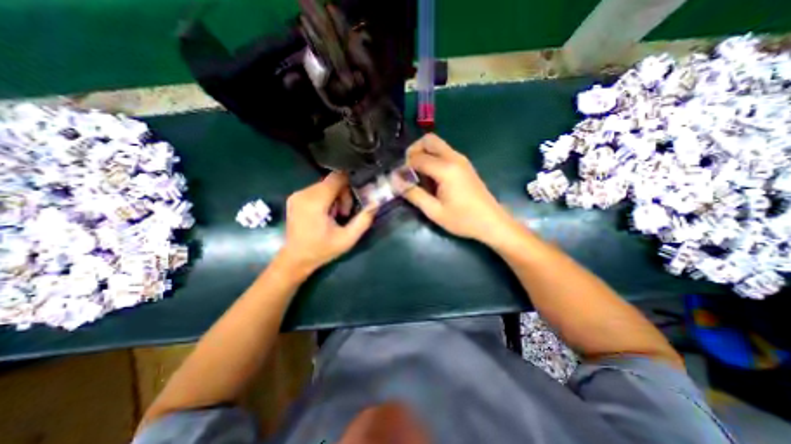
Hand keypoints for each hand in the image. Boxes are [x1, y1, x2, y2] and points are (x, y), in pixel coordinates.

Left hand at [278, 171, 376, 274]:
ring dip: (336, 197)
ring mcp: (297, 195)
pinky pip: (318, 190)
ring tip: (336, 215)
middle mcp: (303, 193)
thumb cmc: (322, 250)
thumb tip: (376, 203)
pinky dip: (327, 198)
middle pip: (332, 181)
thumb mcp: (347, 239)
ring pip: (326, 185)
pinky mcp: (295, 198)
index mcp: (315, 202)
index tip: (356, 198)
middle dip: (343, 195)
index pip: (337, 177)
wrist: (295, 259)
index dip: (351, 184)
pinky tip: (327, 214)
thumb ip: (364, 220)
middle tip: (345, 214)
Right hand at [403, 133, 519, 244]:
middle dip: (414, 151)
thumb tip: (395, 181)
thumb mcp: (434, 211)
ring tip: (418, 176)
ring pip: (437, 145)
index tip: (398, 179)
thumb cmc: (463, 220)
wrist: (492, 222)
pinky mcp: (465, 165)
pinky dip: (433, 158)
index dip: (404, 167)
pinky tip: (432, 178)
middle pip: (429, 140)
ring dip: (424, 154)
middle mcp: (454, 158)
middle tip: (408, 170)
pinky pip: (445, 152)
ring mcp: (461, 160)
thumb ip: (414, 194)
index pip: (417, 158)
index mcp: (446, 169)